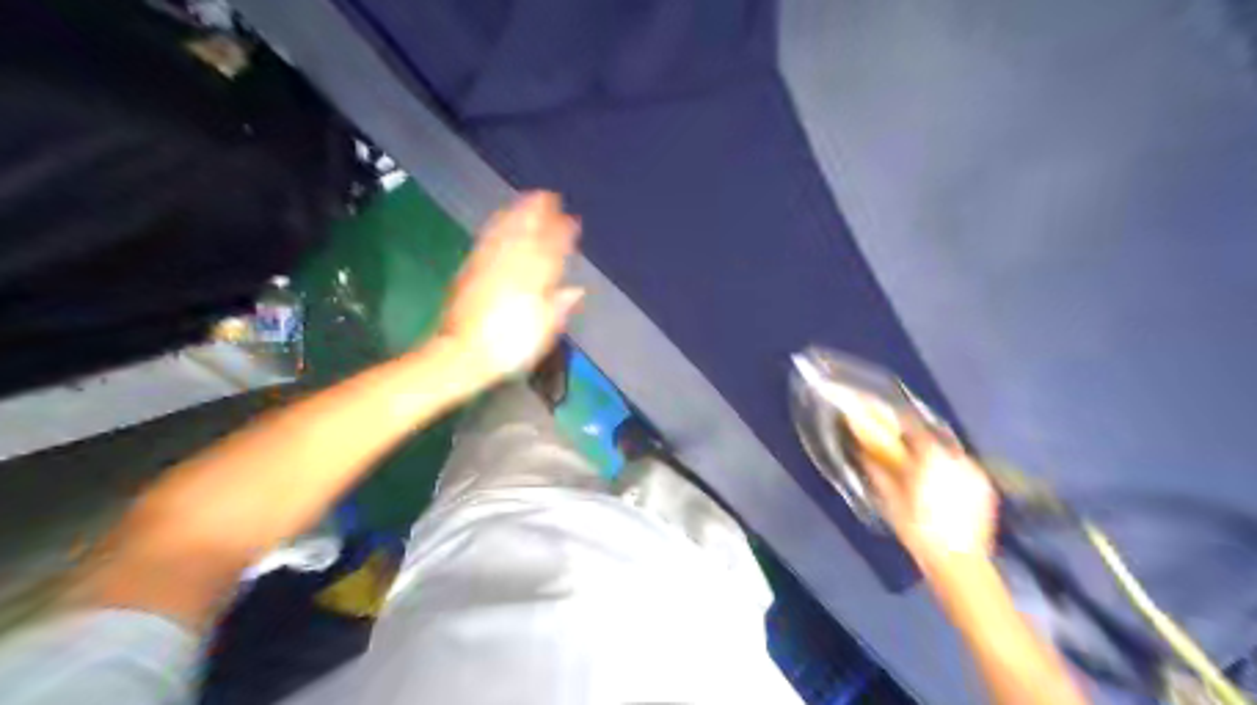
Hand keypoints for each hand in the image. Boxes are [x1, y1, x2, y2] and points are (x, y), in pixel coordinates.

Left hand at [437, 192, 584, 384]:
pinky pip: (487, 239)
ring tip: (528, 198)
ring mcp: (489, 265)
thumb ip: (559, 307)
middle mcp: (512, 267)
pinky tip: (501, 217)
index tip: (572, 220)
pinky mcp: (471, 269)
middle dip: (540, 213)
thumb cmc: (508, 348)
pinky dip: (497, 224)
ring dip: (518, 212)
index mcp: (534, 283)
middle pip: (528, 233)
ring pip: (507, 231)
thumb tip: (576, 290)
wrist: (462, 353)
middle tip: (550, 196)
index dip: (563, 233)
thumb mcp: (543, 333)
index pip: (552, 250)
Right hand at [842, 408, 1003, 567]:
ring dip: (935, 455)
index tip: (886, 422)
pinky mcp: (985, 487)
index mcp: (931, 457)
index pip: (913, 428)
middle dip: (918, 440)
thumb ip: (878, 471)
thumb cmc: (918, 529)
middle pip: (933, 439)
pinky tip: (942, 485)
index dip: (899, 422)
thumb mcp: (891, 500)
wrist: (958, 561)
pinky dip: (951, 471)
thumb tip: (864, 453)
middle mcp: (956, 458)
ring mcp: (974, 472)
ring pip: (950, 454)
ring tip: (923, 468)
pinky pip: (964, 469)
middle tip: (904, 448)